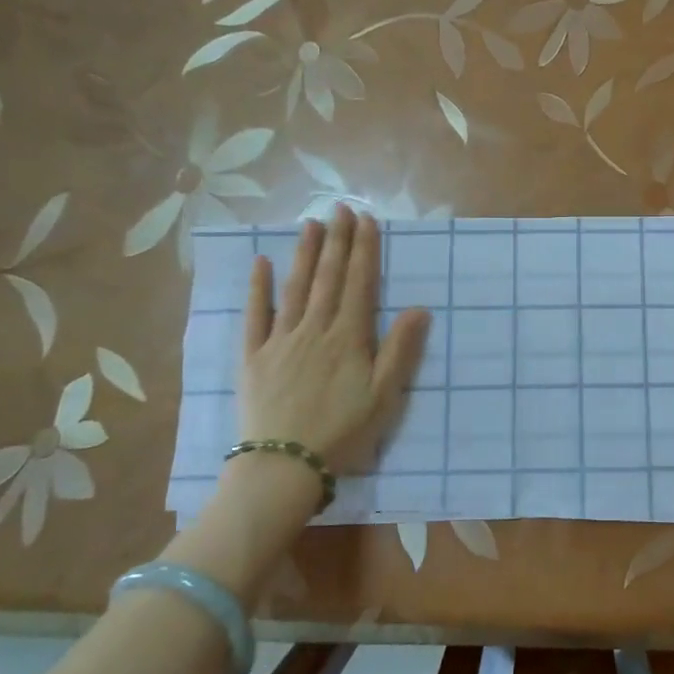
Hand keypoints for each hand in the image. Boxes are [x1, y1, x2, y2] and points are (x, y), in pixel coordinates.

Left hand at [236, 206, 431, 473]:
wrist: (284, 466)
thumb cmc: (343, 433)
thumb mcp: (384, 397)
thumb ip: (400, 350)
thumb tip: (419, 308)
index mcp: (348, 338)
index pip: (359, 284)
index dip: (364, 250)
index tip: (366, 220)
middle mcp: (314, 329)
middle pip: (327, 277)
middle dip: (336, 241)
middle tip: (340, 208)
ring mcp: (280, 340)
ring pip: (294, 288)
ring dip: (304, 254)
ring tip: (310, 224)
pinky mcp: (253, 357)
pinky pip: (255, 316)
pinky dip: (258, 288)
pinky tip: (261, 264)